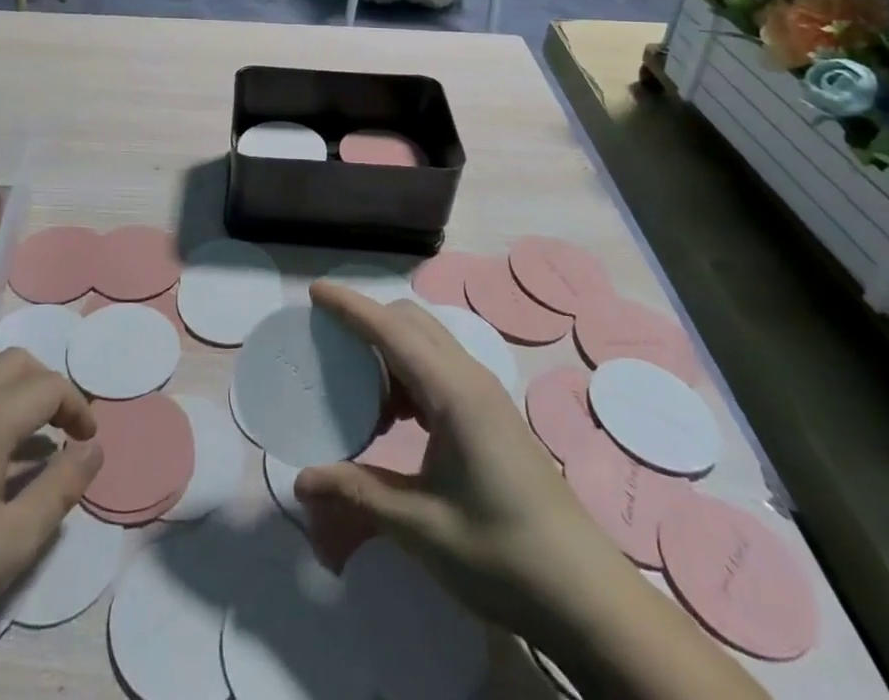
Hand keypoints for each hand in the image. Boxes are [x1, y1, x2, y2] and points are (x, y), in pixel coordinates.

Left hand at [0, 350, 102, 657]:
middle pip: (18, 361)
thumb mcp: (14, 540)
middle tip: (60, 428)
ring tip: (23, 420)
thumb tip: (94, 448)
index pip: (49, 386)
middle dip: (48, 386)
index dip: (77, 406)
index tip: (87, 439)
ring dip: (12, 380)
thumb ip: (62, 487)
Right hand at [294, 283, 632, 639]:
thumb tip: (301, 480)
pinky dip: (406, 376)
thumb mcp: (422, 527)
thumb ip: (358, 493)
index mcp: (453, 392)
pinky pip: (439, 371)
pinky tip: (390, 419)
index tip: (313, 292)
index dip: (350, 306)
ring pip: (426, 345)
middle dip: (367, 321)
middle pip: (411, 322)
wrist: (587, 596)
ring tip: (353, 388)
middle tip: (327, 344)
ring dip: (387, 350)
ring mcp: (484, 395)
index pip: (391, 329)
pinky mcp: (491, 415)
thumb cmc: (504, 554)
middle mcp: (469, 379)